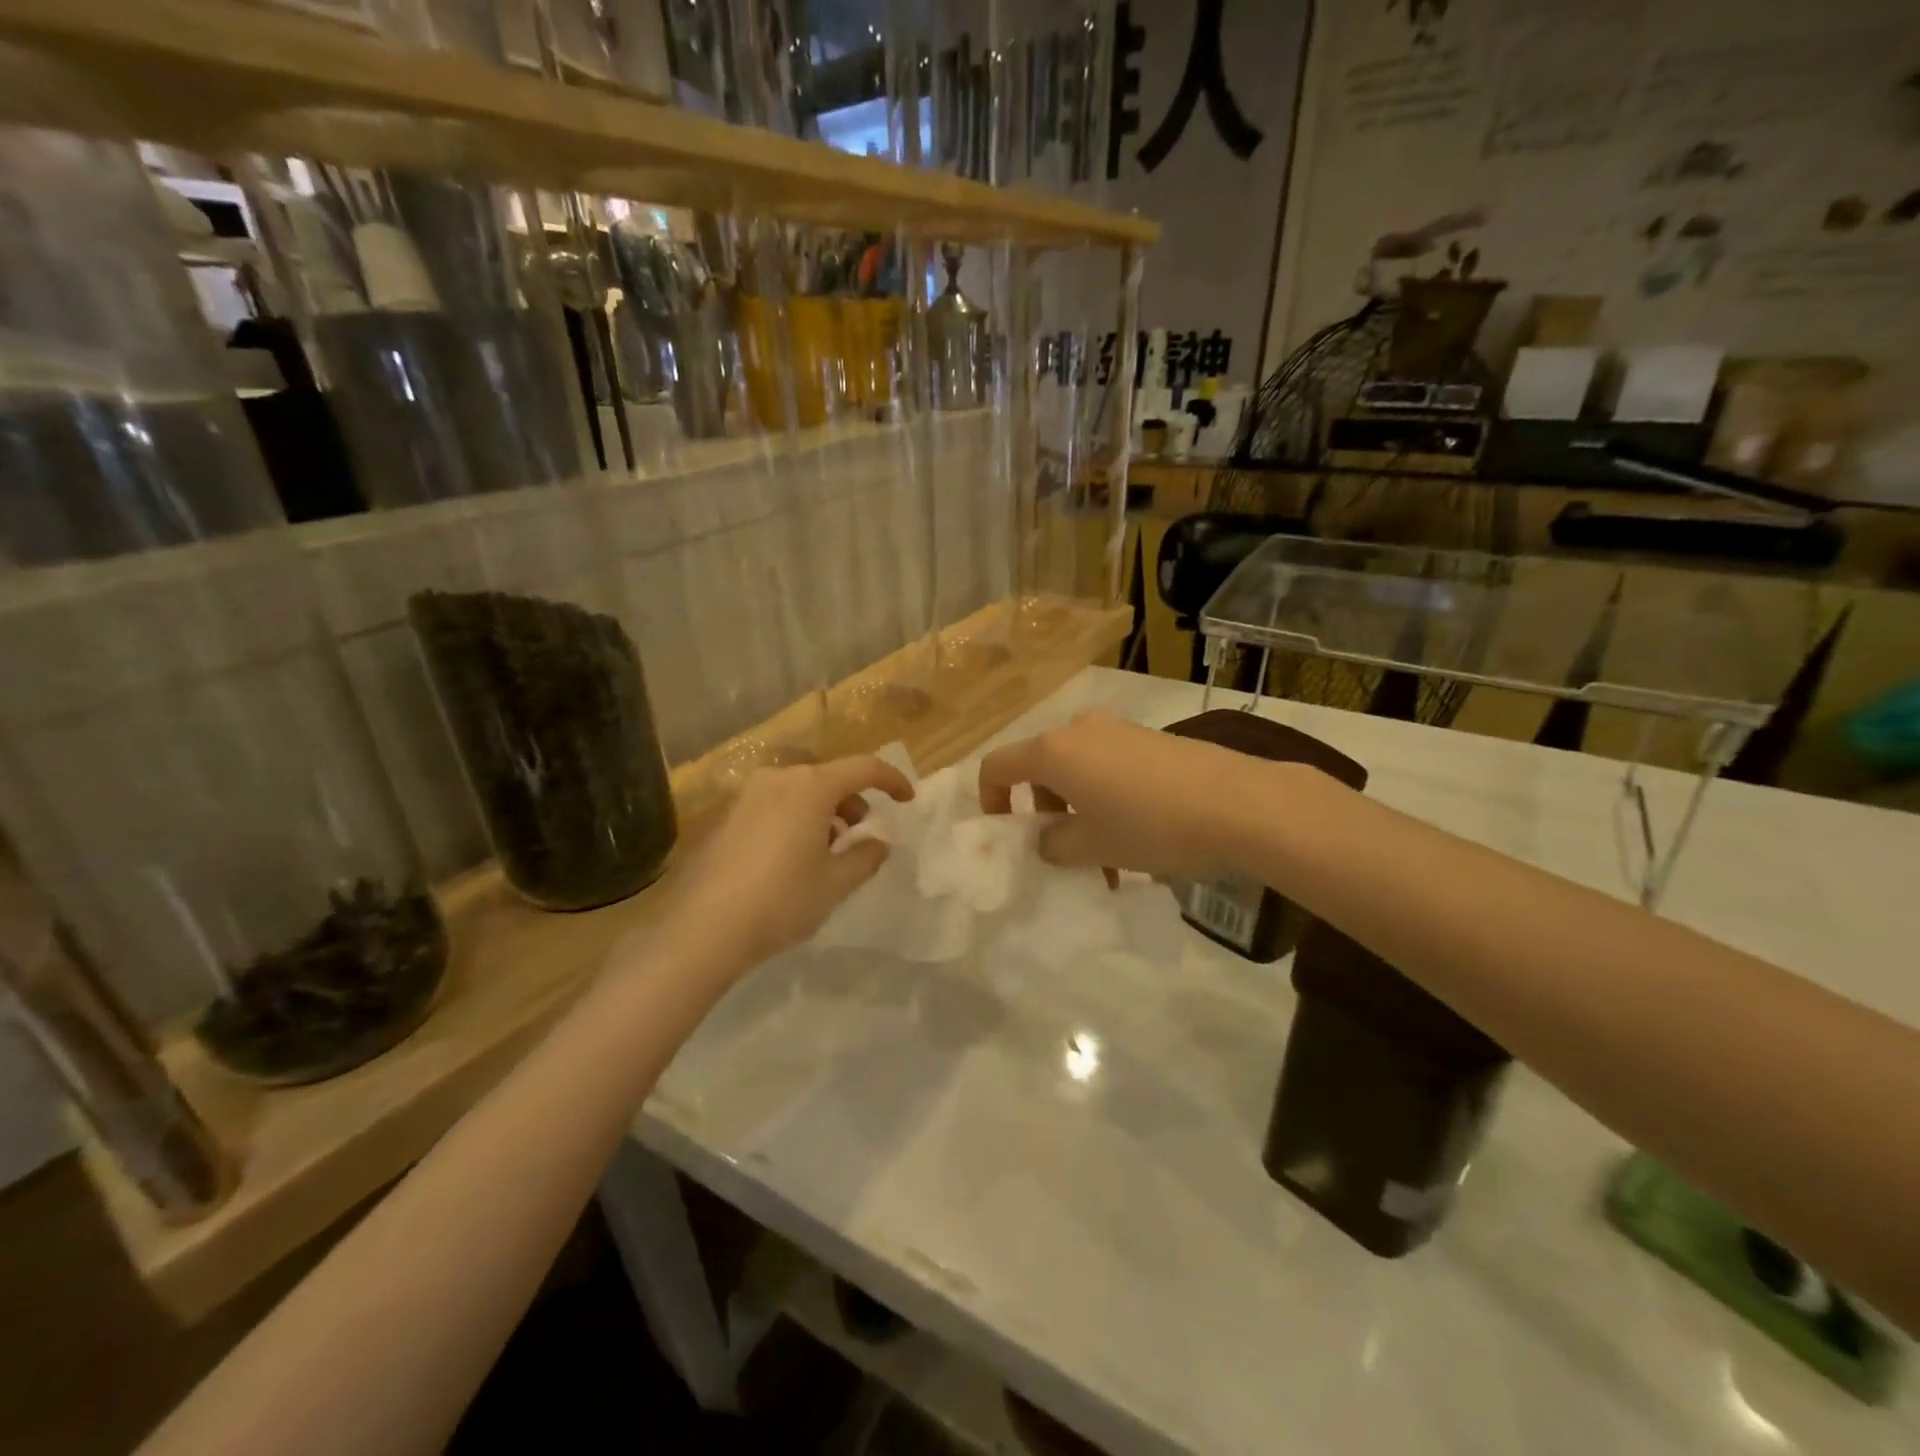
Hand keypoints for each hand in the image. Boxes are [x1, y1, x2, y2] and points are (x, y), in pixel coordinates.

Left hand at [666, 755, 914, 969]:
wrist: (704, 928)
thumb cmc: (781, 900)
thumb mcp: (836, 883)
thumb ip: (866, 856)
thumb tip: (879, 843)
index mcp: (811, 787)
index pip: (864, 768)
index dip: (891, 780)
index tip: (906, 799)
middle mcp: (779, 779)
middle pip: (829, 777)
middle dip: (853, 801)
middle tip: (861, 834)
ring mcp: (748, 795)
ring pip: (800, 791)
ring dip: (823, 812)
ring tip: (827, 850)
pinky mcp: (727, 815)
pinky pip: (775, 804)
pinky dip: (795, 818)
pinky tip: (792, 857)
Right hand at [977, 710, 1246, 881]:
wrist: (1238, 803)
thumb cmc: (1149, 825)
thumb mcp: (1091, 847)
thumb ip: (1053, 844)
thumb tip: (1047, 839)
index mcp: (1053, 751)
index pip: (997, 766)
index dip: (989, 800)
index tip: (1005, 835)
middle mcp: (1079, 730)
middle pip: (1040, 770)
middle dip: (1043, 815)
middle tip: (1065, 856)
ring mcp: (1118, 730)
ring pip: (1078, 772)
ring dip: (1080, 814)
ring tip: (1107, 863)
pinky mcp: (1150, 739)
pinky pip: (1110, 768)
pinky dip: (1107, 801)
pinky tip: (1138, 840)